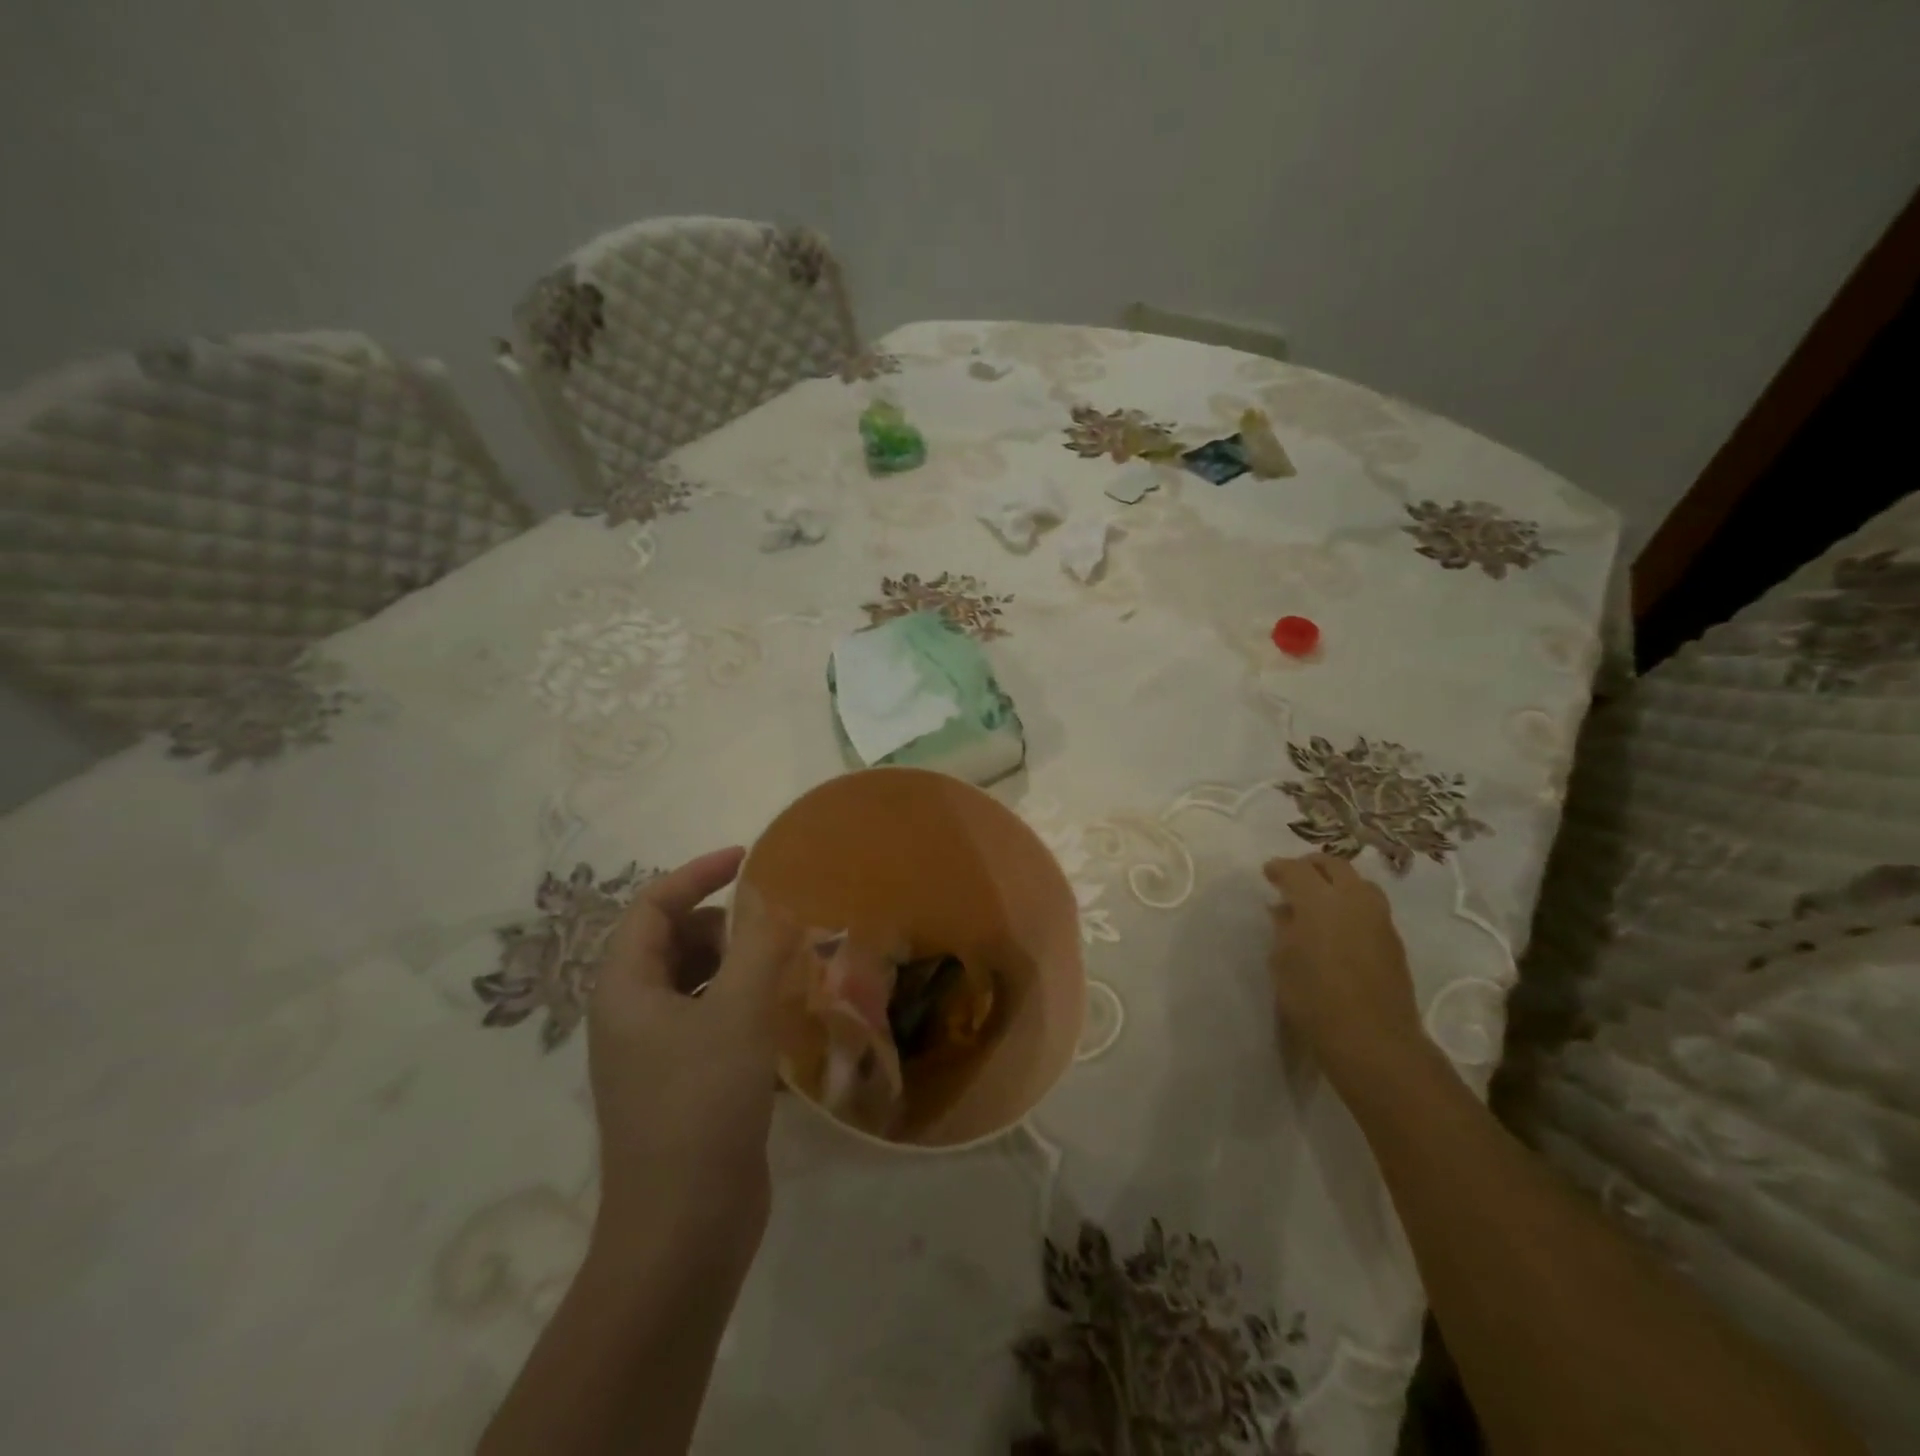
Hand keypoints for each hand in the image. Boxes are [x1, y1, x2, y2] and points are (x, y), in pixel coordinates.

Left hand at [586, 846, 800, 1268]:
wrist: (684, 1231)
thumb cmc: (701, 1106)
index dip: (697, 874)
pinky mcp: (683, 1084)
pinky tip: (782, 1017)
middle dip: (723, 924)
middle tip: (774, 931)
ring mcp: (655, 1054)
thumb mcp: (738, 1013)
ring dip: (737, 965)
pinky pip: (711, 1020)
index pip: (651, 906)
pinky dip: (742, 1003)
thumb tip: (777, 903)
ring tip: (785, 969)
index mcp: (625, 990)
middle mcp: (631, 1016)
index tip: (747, 859)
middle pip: (672, 941)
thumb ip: (760, 946)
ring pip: (695, 982)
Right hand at [1263, 853, 1426, 1092]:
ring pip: (1358, 882)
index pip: (1296, 869)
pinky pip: (1369, 906)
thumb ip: (1283, 928)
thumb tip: (1284, 910)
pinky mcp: (1393, 939)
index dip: (1279, 868)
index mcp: (1319, 900)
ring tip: (1318, 898)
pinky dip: (1351, 903)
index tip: (1268, 874)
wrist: (1372, 1039)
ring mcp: (1379, 918)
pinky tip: (1338, 923)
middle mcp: (1353, 899)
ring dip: (1336, 882)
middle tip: (1294, 877)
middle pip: (1333, 865)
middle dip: (1311, 866)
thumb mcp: (1282, 961)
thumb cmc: (1313, 999)